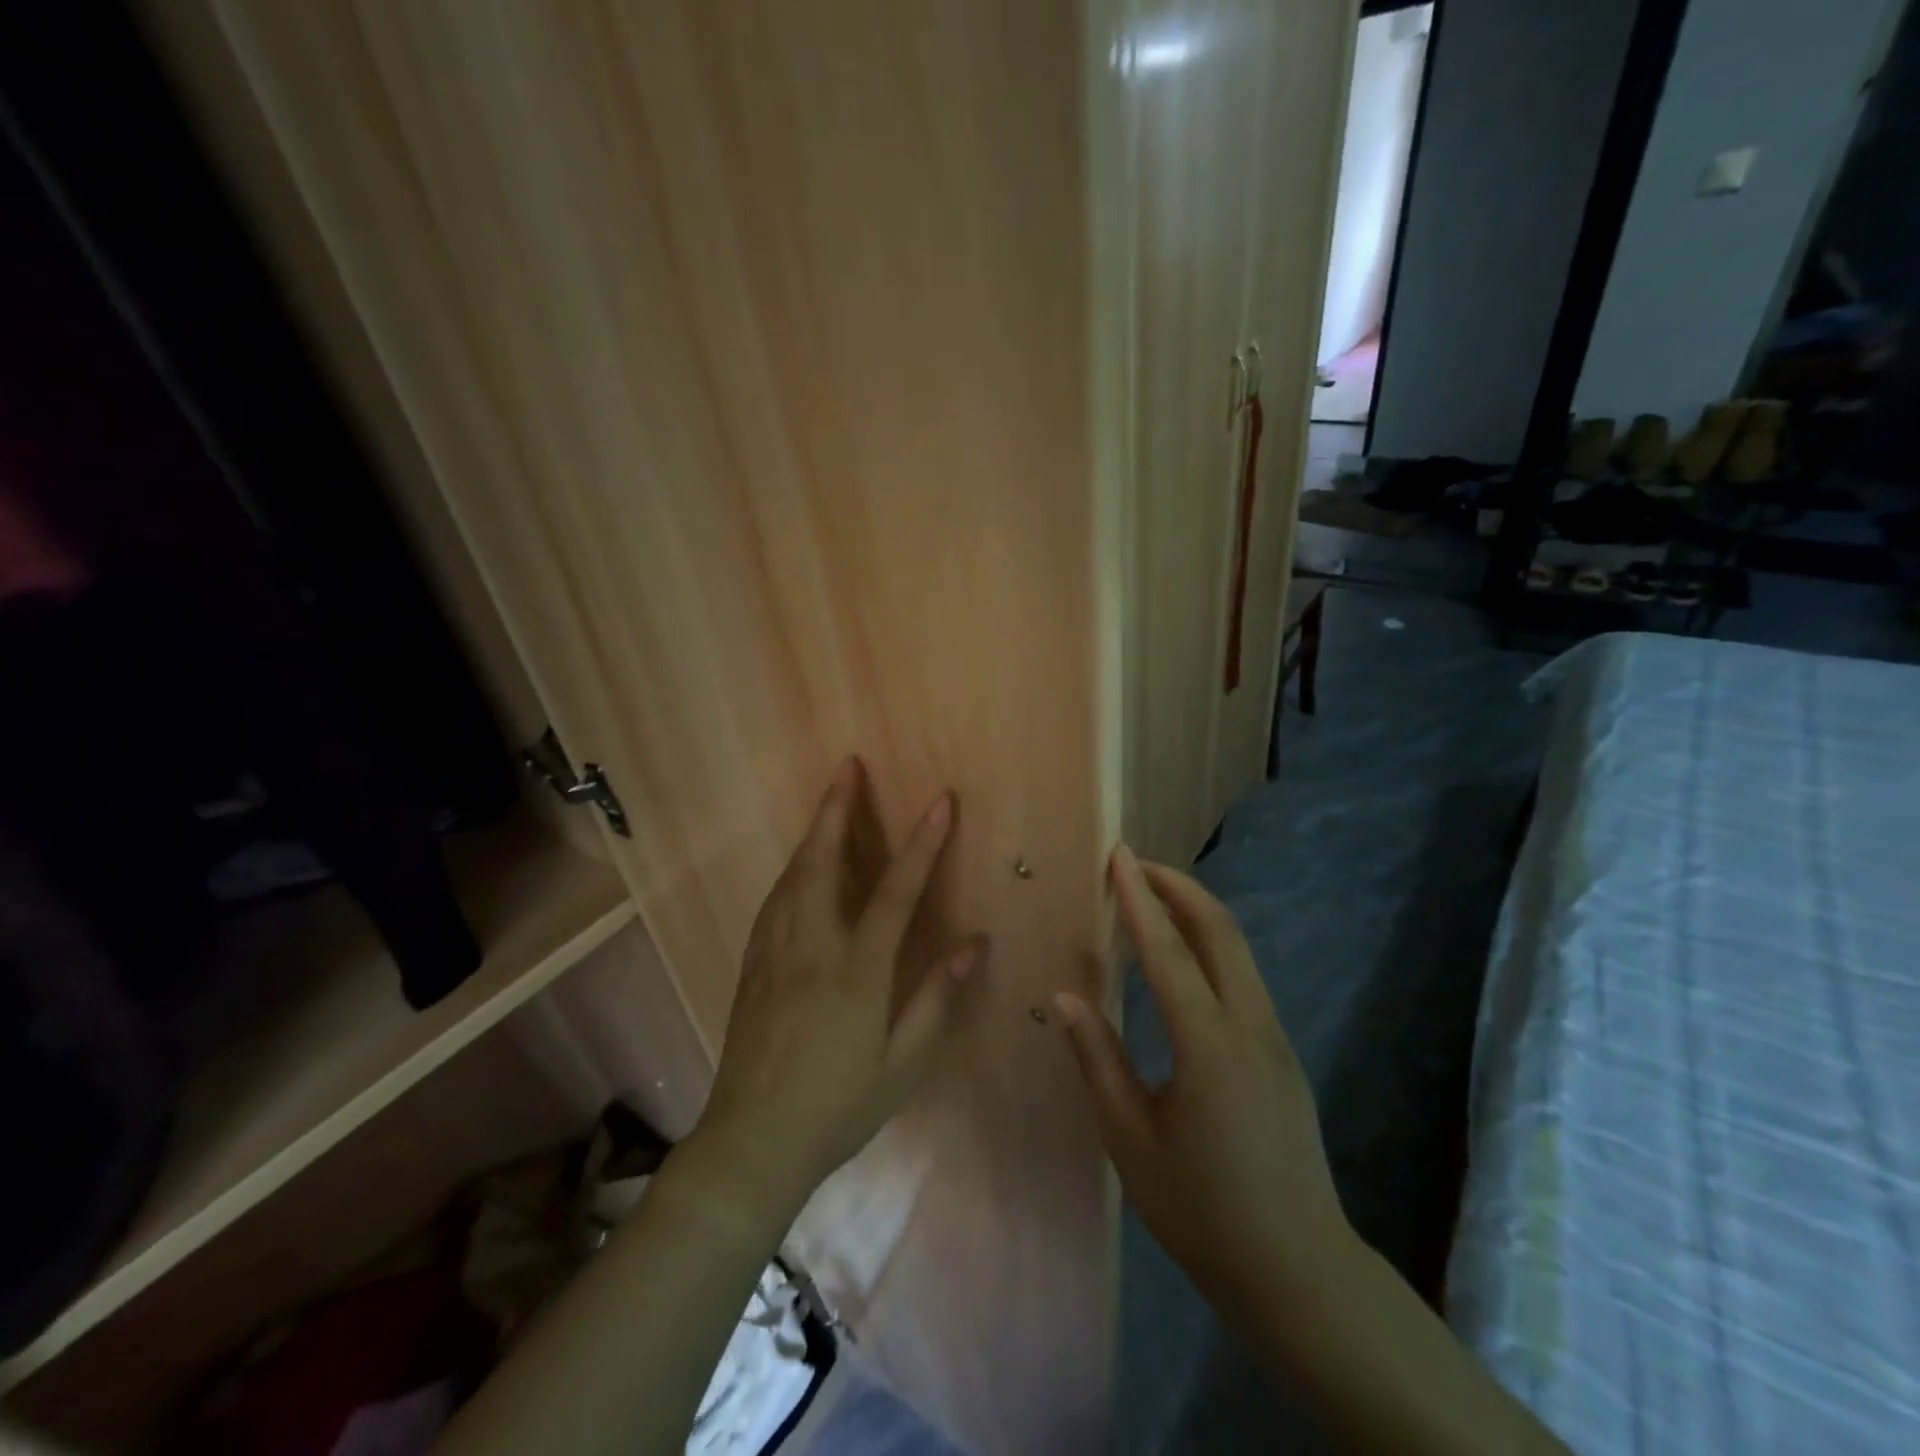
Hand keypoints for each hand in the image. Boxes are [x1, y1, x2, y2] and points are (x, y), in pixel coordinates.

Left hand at [689, 758, 984, 1221]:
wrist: (753, 1141)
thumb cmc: (838, 1105)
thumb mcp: (903, 1063)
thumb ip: (937, 997)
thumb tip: (975, 942)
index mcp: (856, 970)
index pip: (895, 892)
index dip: (921, 844)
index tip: (940, 801)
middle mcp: (811, 947)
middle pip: (822, 861)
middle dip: (837, 809)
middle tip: (848, 767)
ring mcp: (775, 952)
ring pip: (793, 875)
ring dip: (813, 832)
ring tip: (829, 801)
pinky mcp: (752, 965)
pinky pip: (775, 900)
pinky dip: (792, 869)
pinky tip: (799, 864)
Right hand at [1054, 846, 1353, 1331]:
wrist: (1299, 1272)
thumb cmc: (1202, 1212)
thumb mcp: (1131, 1142)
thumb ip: (1098, 1061)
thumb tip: (1065, 998)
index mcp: (1209, 1047)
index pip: (1168, 951)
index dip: (1139, 898)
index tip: (1119, 855)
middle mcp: (1250, 1027)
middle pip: (1219, 930)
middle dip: (1177, 886)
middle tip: (1134, 863)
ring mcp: (1274, 1037)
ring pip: (1238, 949)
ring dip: (1196, 910)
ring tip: (1151, 896)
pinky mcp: (1281, 1052)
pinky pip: (1244, 976)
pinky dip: (1210, 943)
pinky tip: (1181, 957)